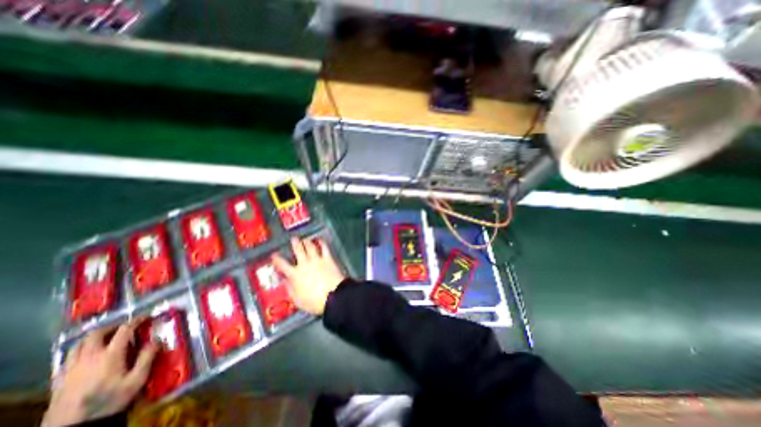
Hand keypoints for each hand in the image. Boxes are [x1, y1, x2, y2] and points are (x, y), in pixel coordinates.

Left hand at [42, 319, 158, 425]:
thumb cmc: (109, 401)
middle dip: (113, 326)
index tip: (146, 317)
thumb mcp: (136, 380)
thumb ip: (147, 357)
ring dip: (94, 337)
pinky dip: (80, 350)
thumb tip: (157, 339)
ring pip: (79, 344)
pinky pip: (68, 358)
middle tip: (125, 327)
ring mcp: (71, 368)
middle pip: (97, 333)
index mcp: (110, 355)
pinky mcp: (60, 379)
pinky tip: (87, 356)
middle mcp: (89, 357)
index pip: (125, 330)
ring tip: (106, 338)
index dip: (136, 321)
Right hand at [272, 236, 346, 312]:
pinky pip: (324, 248)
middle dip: (295, 244)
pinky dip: (322, 243)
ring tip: (305, 239)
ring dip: (307, 242)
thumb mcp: (297, 300)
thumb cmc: (314, 301)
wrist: (333, 296)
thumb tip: (286, 282)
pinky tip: (320, 240)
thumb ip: (290, 289)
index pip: (282, 265)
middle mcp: (305, 264)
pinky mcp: (328, 259)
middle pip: (298, 251)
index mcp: (295, 275)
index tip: (274, 255)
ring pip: (310, 247)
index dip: (277, 259)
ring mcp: (317, 260)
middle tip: (293, 239)